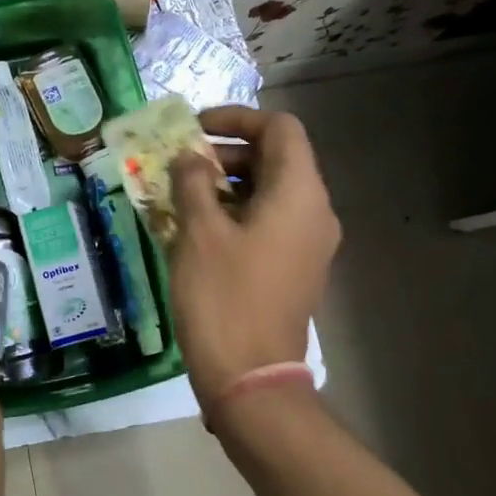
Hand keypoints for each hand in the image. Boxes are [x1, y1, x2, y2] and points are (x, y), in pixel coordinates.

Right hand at [166, 106, 339, 420]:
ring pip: (271, 191)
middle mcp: (314, 212)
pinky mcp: (294, 267)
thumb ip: (193, 183)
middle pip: (277, 158)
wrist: (250, 376)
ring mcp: (307, 243)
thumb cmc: (223, 296)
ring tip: (181, 193)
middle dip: (227, 152)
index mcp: (299, 194)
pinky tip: (197, 226)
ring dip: (228, 183)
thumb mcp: (199, 232)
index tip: (195, 128)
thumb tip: (190, 158)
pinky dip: (236, 211)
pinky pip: (269, 221)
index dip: (238, 118)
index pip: (280, 129)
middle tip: (181, 162)